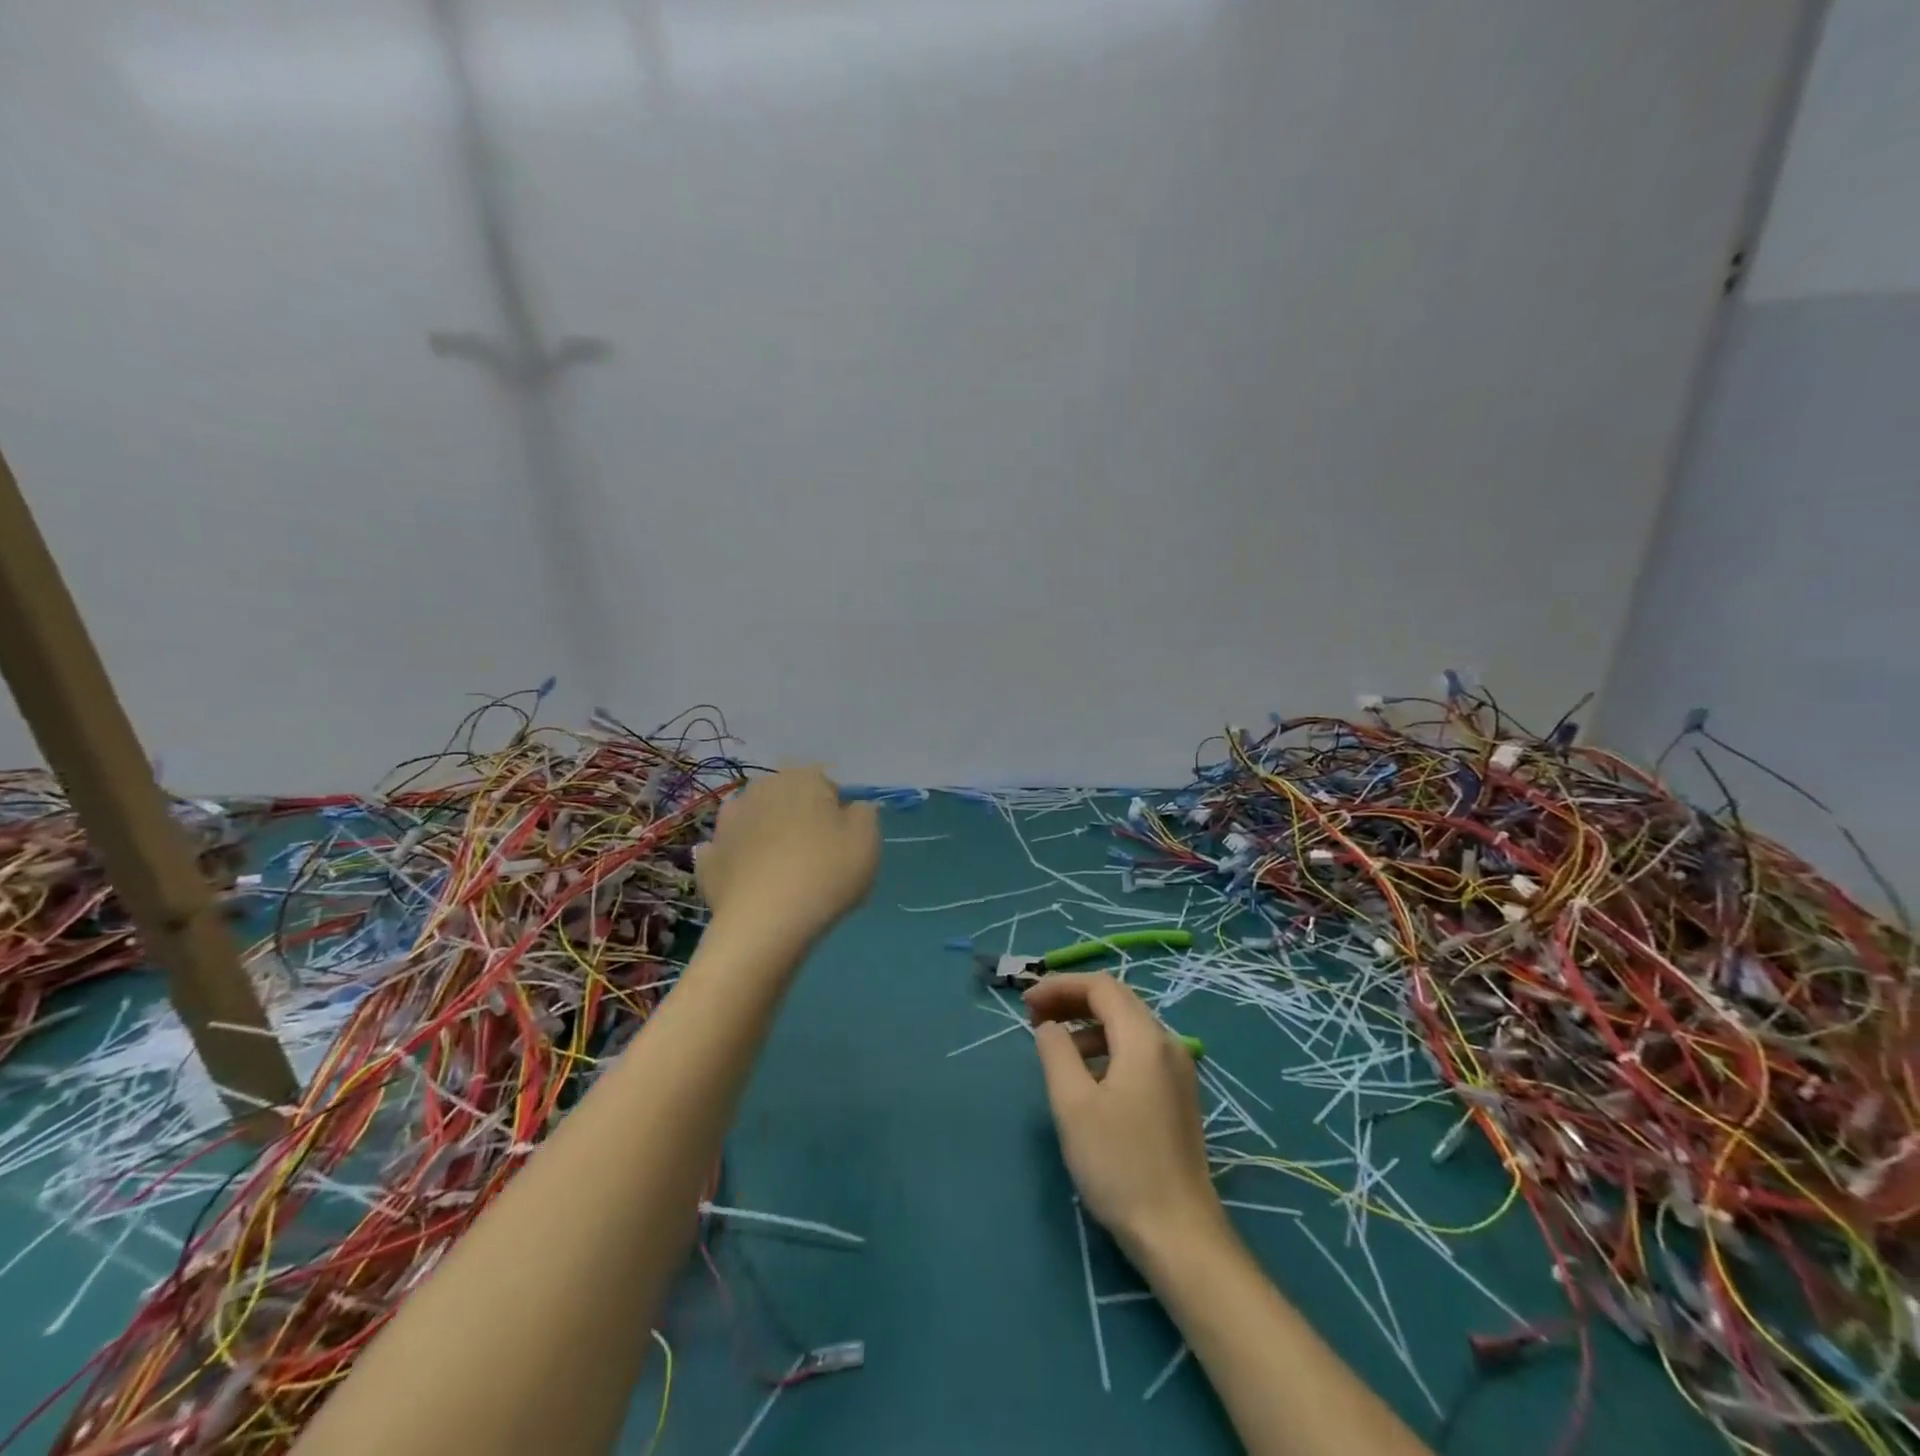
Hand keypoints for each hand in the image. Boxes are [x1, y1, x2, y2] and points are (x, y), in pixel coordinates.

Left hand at [695, 767, 879, 950]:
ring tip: (783, 871)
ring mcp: (727, 822)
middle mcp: (760, 789)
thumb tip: (852, 808)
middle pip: (788, 800)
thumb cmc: (826, 874)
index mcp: (801, 778)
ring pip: (756, 822)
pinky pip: (731, 853)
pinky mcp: (708, 857)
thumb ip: (865, 813)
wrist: (765, 924)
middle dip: (800, 820)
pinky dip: (740, 862)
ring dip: (767, 836)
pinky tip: (753, 883)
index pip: (827, 785)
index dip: (838, 812)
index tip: (843, 841)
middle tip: (817, 857)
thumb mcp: (868, 840)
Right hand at [1027, 973, 1226, 1255]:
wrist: (1179, 1234)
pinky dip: (1107, 1048)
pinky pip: (1138, 1051)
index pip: (1101, 987)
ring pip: (1128, 1027)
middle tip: (1035, 1016)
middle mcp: (1167, 1044)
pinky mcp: (1178, 1095)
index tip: (1026, 1003)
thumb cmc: (1119, 1165)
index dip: (1060, 986)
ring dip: (1088, 1026)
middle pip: (1117, 1001)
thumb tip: (1050, 1027)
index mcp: (1145, 1039)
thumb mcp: (1073, 1105)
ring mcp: (1178, 1071)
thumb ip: (1056, 1052)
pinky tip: (1087, 1077)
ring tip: (1055, 1047)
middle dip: (1073, 1001)